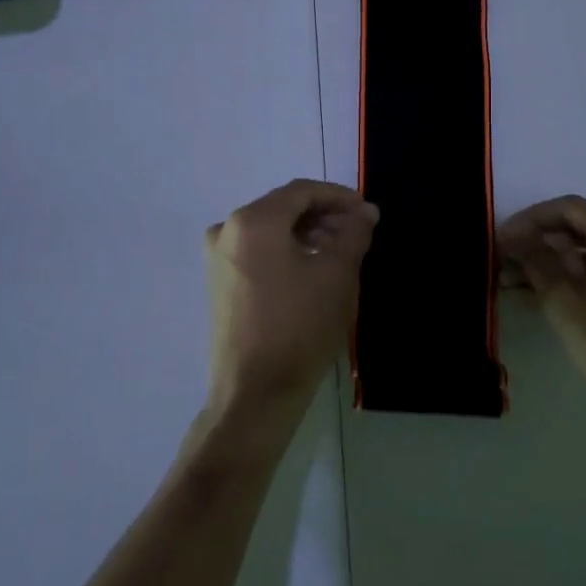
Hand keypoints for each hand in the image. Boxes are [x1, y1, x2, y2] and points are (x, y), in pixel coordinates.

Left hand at [203, 180, 378, 442]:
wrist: (255, 394)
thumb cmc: (299, 327)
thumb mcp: (337, 274)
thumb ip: (354, 233)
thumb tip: (365, 211)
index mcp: (253, 221)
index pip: (302, 191)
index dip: (339, 197)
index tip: (367, 212)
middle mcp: (227, 230)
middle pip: (284, 208)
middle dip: (324, 216)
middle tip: (357, 233)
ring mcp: (218, 258)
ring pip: (271, 230)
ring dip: (307, 234)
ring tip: (340, 253)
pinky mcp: (219, 282)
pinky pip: (258, 251)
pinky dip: (286, 251)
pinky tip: (313, 270)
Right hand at [498, 196, 585, 441]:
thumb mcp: (567, 305)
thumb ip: (537, 263)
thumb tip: (514, 237)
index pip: (567, 209)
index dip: (528, 220)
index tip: (499, 240)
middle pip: (580, 228)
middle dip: (538, 244)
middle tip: (502, 264)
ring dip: (552, 265)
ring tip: (513, 285)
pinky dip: (575, 281)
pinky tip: (544, 299)